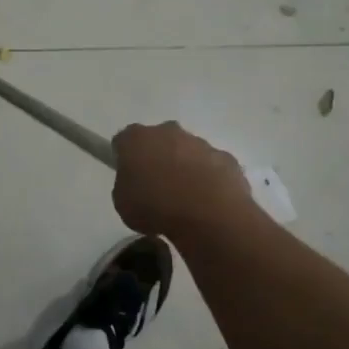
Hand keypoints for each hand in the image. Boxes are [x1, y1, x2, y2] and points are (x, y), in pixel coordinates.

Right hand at [111, 121, 254, 238]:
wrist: (208, 216)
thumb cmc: (156, 208)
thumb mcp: (123, 204)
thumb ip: (126, 187)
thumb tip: (137, 186)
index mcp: (136, 139)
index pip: (124, 141)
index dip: (124, 158)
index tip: (128, 177)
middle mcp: (167, 132)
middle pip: (158, 140)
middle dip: (157, 158)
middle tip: (156, 187)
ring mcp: (200, 143)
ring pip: (187, 152)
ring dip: (184, 169)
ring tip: (185, 201)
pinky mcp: (225, 158)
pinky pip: (211, 167)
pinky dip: (208, 180)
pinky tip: (207, 203)